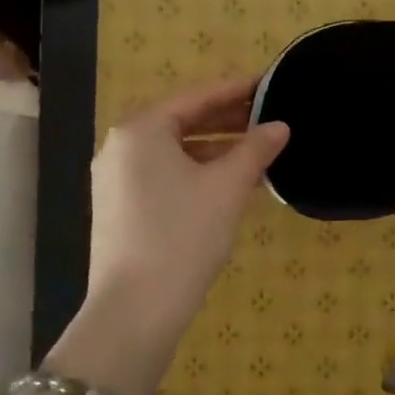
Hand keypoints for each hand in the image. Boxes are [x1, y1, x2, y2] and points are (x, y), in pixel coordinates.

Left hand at [86, 77, 288, 353]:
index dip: (236, 90)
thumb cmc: (183, 236)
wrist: (135, 310)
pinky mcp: (119, 209)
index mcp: (141, 130)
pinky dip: (196, 174)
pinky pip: (163, 176)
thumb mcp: (227, 188)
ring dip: (215, 151)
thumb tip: (280, 126)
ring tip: (257, 153)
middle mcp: (120, 147)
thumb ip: (255, 149)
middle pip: (181, 122)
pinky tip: (229, 184)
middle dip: (226, 121)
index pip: (196, 97)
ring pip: (174, 152)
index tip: (268, 84)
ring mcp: (115, 180)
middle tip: (268, 117)